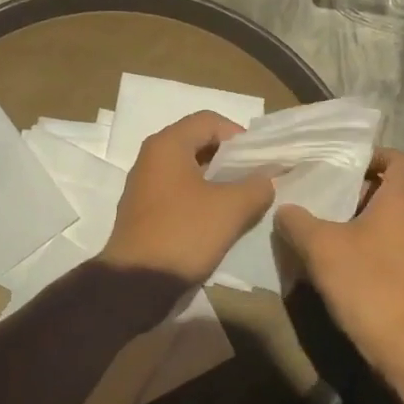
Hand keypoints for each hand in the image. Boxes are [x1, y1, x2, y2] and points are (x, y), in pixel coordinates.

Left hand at [102, 112, 274, 285]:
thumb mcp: (231, 208)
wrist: (136, 283)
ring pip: (189, 170)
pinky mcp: (144, 211)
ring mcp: (145, 186)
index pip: (209, 120)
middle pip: (198, 143)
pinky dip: (201, 198)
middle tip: (255, 179)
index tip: (259, 160)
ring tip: (243, 201)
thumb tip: (267, 179)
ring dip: (218, 181)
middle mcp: (151, 158)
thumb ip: (256, 187)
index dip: (239, 135)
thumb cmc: (183, 234)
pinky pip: (179, 192)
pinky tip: (219, 220)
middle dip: (230, 159)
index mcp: (167, 145)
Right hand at [275, 149, 403, 370]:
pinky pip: (390, 248)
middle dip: (358, 191)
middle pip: (392, 191)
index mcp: (402, 201)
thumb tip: (285, 209)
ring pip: (389, 222)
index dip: (377, 155)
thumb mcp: (320, 246)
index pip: (402, 160)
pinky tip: (338, 264)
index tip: (346, 163)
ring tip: (324, 229)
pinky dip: (367, 247)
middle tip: (324, 197)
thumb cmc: (367, 282)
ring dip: (359, 221)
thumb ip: (298, 221)